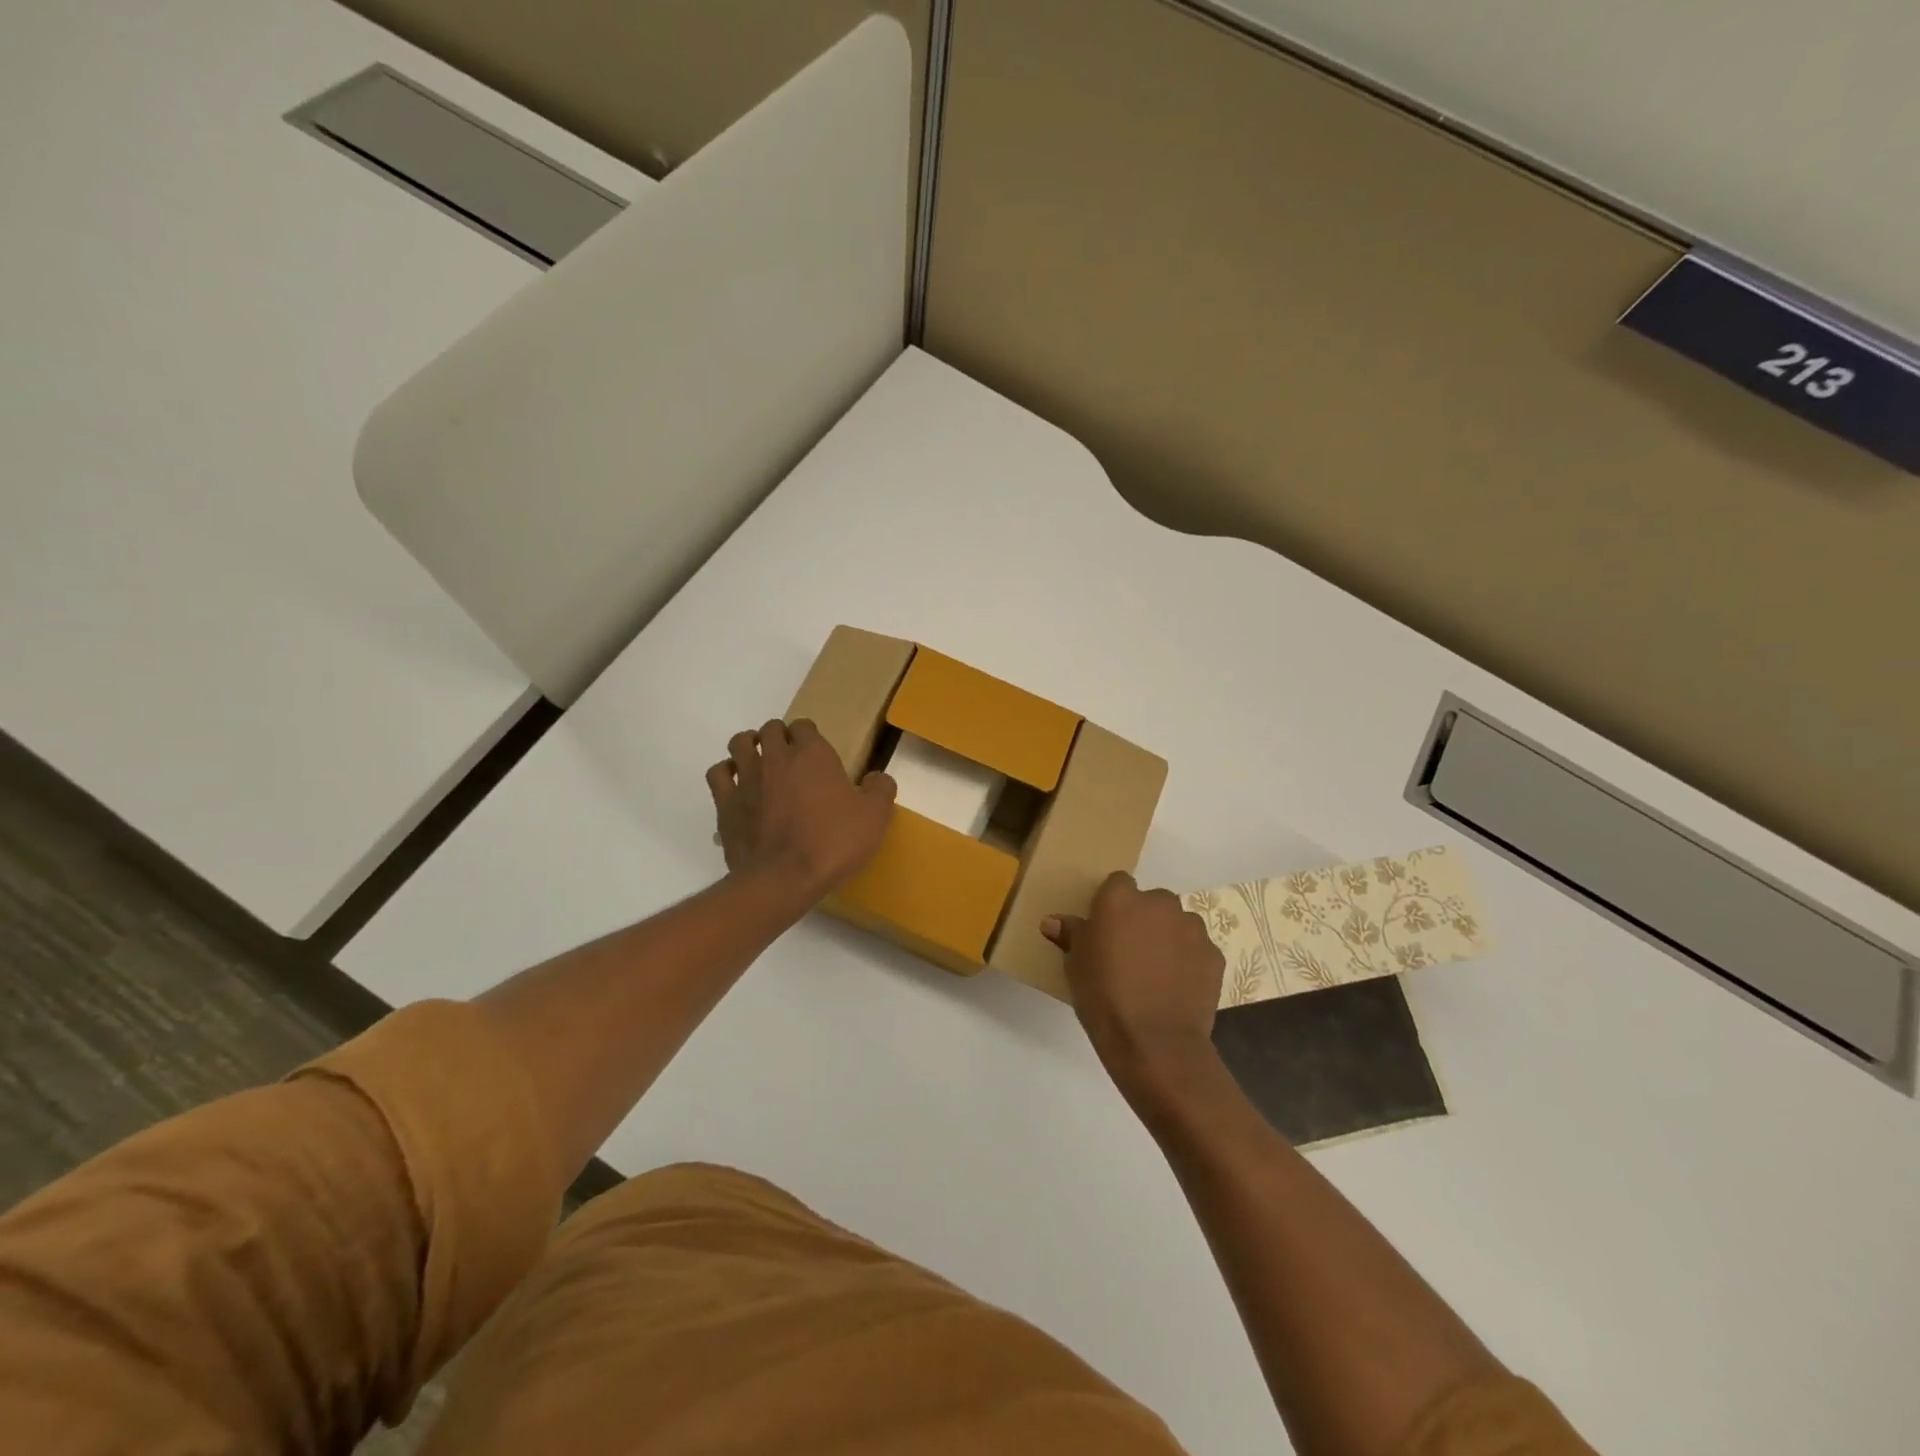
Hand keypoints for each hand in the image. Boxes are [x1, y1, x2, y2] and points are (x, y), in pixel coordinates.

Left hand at [706, 719, 895, 907]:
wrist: (784, 878)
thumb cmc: (832, 842)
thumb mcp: (875, 817)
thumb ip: (880, 789)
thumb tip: (877, 778)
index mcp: (812, 754)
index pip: (805, 726)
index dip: (810, 736)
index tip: (818, 753)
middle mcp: (776, 757)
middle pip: (771, 729)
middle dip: (780, 737)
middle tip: (791, 758)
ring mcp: (746, 778)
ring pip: (740, 743)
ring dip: (750, 746)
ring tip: (760, 761)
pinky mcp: (725, 803)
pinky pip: (719, 773)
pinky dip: (727, 772)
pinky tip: (736, 784)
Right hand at [1043, 872, 1224, 1092]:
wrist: (1155, 1043)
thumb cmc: (1104, 997)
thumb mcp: (1075, 965)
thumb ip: (1071, 935)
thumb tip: (1052, 921)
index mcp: (1120, 899)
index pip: (1118, 883)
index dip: (1112, 904)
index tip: (1106, 928)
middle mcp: (1160, 903)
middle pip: (1151, 902)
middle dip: (1143, 920)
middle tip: (1130, 952)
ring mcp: (1192, 928)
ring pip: (1178, 924)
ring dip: (1168, 938)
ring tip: (1156, 973)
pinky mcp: (1214, 955)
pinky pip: (1197, 950)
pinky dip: (1188, 962)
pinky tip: (1176, 988)